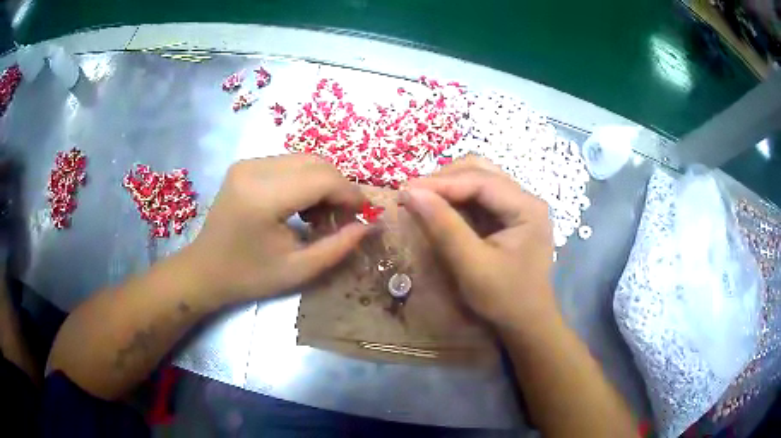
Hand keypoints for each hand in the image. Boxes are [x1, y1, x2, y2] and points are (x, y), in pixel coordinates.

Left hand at [183, 154, 370, 305]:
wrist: (205, 270)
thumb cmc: (249, 276)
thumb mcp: (299, 270)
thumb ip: (338, 247)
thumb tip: (370, 225)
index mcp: (263, 197)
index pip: (322, 178)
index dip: (350, 193)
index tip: (365, 214)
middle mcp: (254, 170)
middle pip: (316, 162)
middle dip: (339, 187)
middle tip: (344, 217)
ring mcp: (247, 164)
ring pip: (304, 160)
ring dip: (323, 183)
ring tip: (322, 215)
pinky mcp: (245, 166)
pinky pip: (288, 163)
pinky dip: (305, 180)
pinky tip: (302, 206)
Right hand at [400, 156, 555, 329]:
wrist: (526, 323)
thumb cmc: (504, 298)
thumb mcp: (472, 266)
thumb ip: (443, 227)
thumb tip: (410, 192)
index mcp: (527, 208)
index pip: (481, 181)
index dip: (441, 182)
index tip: (405, 189)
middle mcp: (526, 199)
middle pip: (481, 171)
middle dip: (444, 179)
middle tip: (413, 195)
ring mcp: (518, 206)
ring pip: (478, 179)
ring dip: (448, 186)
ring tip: (422, 199)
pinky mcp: (509, 216)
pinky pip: (479, 196)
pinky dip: (456, 198)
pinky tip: (439, 208)